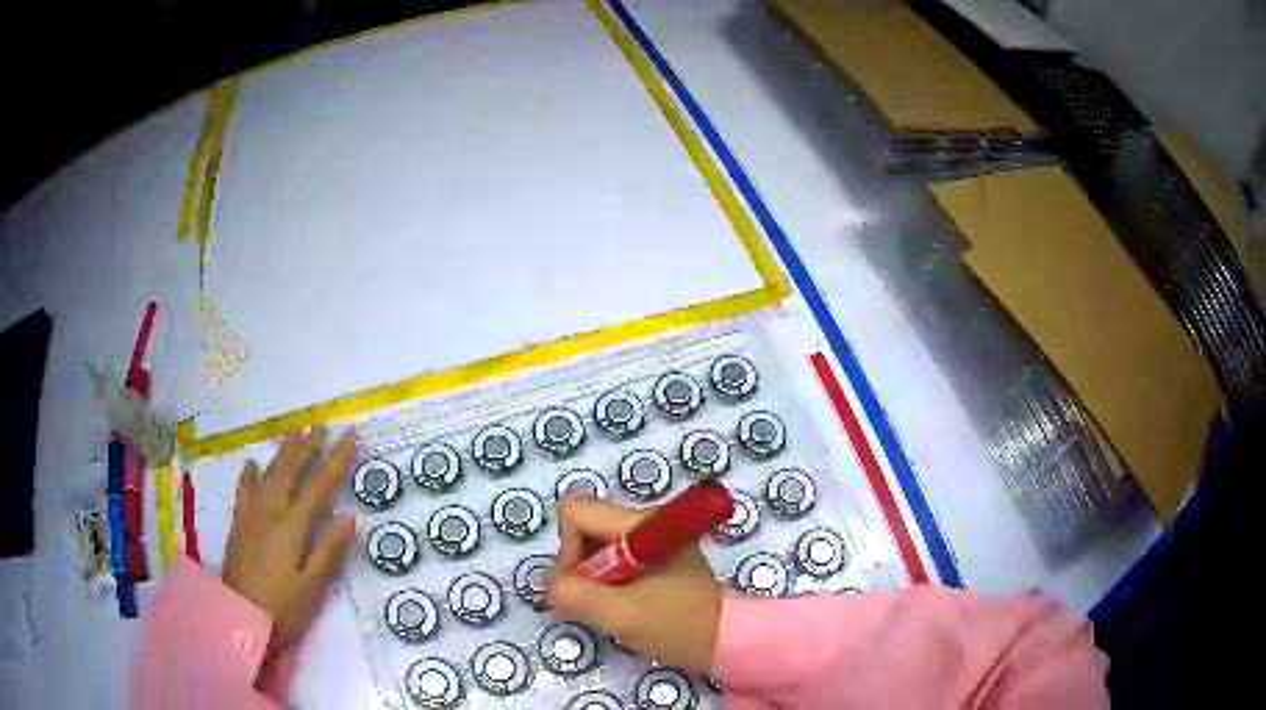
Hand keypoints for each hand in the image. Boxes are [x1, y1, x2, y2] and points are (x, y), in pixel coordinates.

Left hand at [222, 426, 356, 657]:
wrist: (240, 618)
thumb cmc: (284, 608)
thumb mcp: (313, 586)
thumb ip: (329, 550)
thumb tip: (349, 517)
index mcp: (292, 527)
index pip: (318, 487)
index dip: (335, 461)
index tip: (349, 438)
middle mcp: (270, 512)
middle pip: (290, 471)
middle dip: (307, 447)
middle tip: (321, 425)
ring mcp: (251, 515)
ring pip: (268, 474)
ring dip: (282, 452)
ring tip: (293, 432)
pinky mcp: (239, 524)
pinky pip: (244, 490)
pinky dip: (250, 474)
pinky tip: (254, 464)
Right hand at [545, 495, 721, 672]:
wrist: (723, 641)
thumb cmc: (676, 626)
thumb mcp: (618, 615)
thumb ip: (572, 594)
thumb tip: (549, 582)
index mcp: (642, 523)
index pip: (576, 510)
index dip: (567, 548)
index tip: (583, 584)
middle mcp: (646, 519)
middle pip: (583, 525)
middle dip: (578, 565)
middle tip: (598, 601)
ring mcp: (652, 536)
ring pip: (594, 542)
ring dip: (591, 576)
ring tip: (613, 605)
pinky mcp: (654, 553)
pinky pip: (610, 556)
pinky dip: (604, 580)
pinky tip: (623, 603)